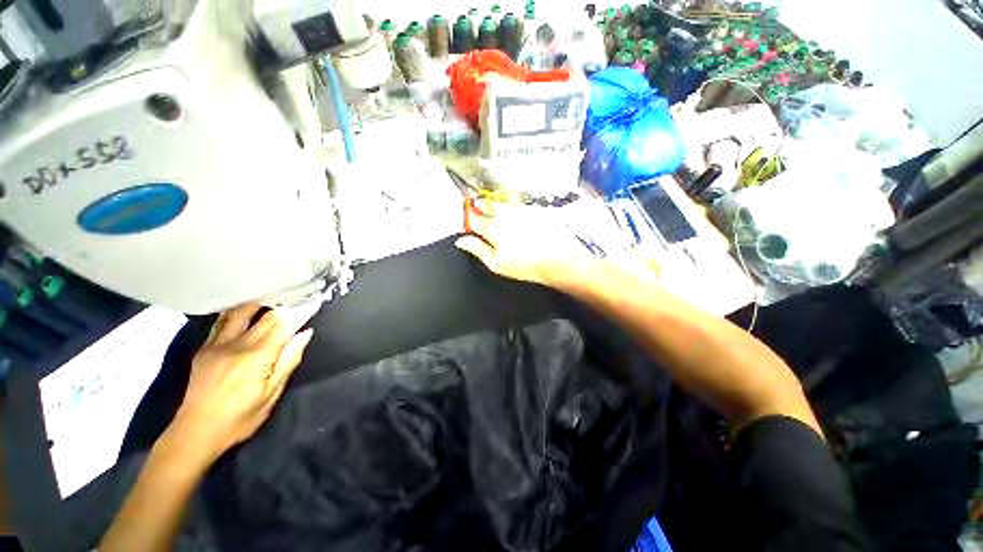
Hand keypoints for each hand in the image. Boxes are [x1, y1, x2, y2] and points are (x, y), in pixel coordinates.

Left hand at [168, 304, 315, 460]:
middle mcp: (236, 345)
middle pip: (266, 317)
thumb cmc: (240, 418)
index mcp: (257, 357)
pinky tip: (243, 310)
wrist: (195, 432)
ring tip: (274, 298)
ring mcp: (217, 345)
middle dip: (287, 306)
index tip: (315, 302)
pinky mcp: (204, 349)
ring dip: (260, 303)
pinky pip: (221, 322)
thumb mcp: (271, 394)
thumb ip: (289, 361)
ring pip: (240, 313)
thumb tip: (305, 333)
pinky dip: (236, 312)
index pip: (284, 325)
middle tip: (300, 297)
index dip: (301, 311)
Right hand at [456, 200, 601, 290]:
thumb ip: (477, 249)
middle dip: (483, 210)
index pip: (473, 218)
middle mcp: (505, 213)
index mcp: (492, 227)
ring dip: (500, 209)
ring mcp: (522, 208)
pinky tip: (523, 225)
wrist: (559, 259)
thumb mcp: (496, 263)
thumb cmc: (525, 265)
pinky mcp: (536, 208)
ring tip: (507, 226)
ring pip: (504, 203)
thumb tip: (461, 241)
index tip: (469, 224)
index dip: (469, 220)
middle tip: (489, 224)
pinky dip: (517, 212)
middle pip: (487, 205)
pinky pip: (520, 205)